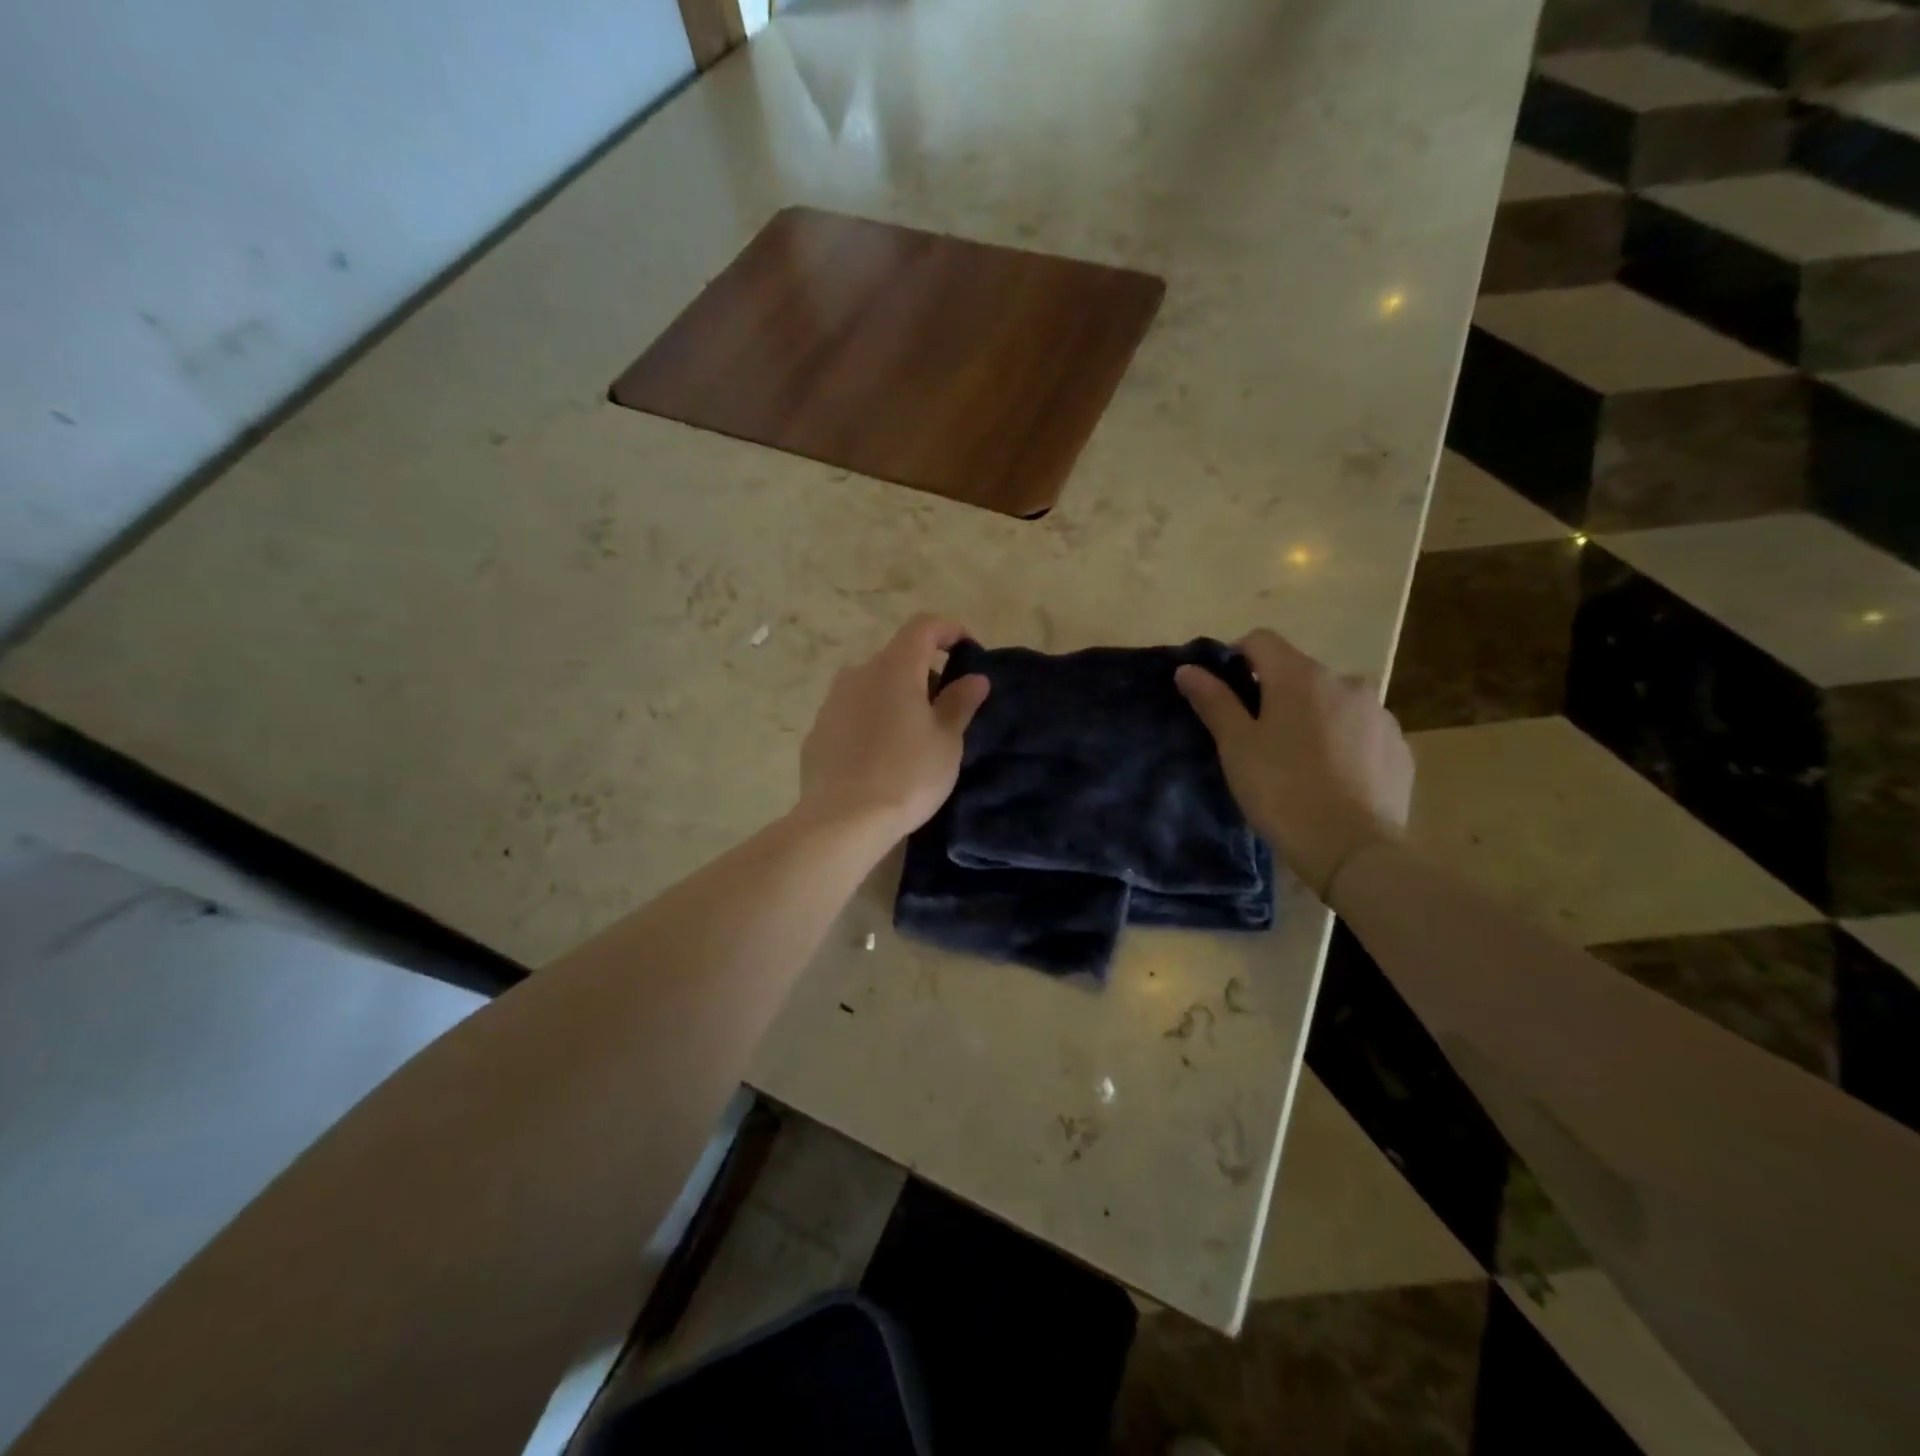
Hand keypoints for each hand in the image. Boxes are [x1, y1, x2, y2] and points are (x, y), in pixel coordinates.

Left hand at [798, 614, 990, 843]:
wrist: (843, 820)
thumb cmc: (907, 775)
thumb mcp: (946, 741)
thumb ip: (960, 703)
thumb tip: (974, 678)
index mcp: (895, 668)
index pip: (923, 626)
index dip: (948, 630)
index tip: (967, 650)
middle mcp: (858, 674)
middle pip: (897, 657)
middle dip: (924, 673)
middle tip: (944, 708)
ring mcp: (832, 702)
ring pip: (871, 685)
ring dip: (895, 697)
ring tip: (912, 735)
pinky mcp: (818, 731)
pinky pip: (852, 713)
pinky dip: (871, 720)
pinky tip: (880, 756)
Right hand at [1175, 629, 1412, 901]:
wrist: (1352, 849)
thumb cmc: (1282, 790)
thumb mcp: (1236, 746)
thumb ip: (1214, 701)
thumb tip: (1188, 669)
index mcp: (1300, 676)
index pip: (1261, 640)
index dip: (1236, 658)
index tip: (1225, 693)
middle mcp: (1346, 682)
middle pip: (1299, 672)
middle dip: (1276, 693)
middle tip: (1258, 737)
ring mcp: (1379, 714)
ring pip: (1333, 702)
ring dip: (1313, 716)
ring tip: (1298, 761)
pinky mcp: (1399, 746)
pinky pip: (1361, 730)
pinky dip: (1343, 741)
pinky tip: (1332, 777)